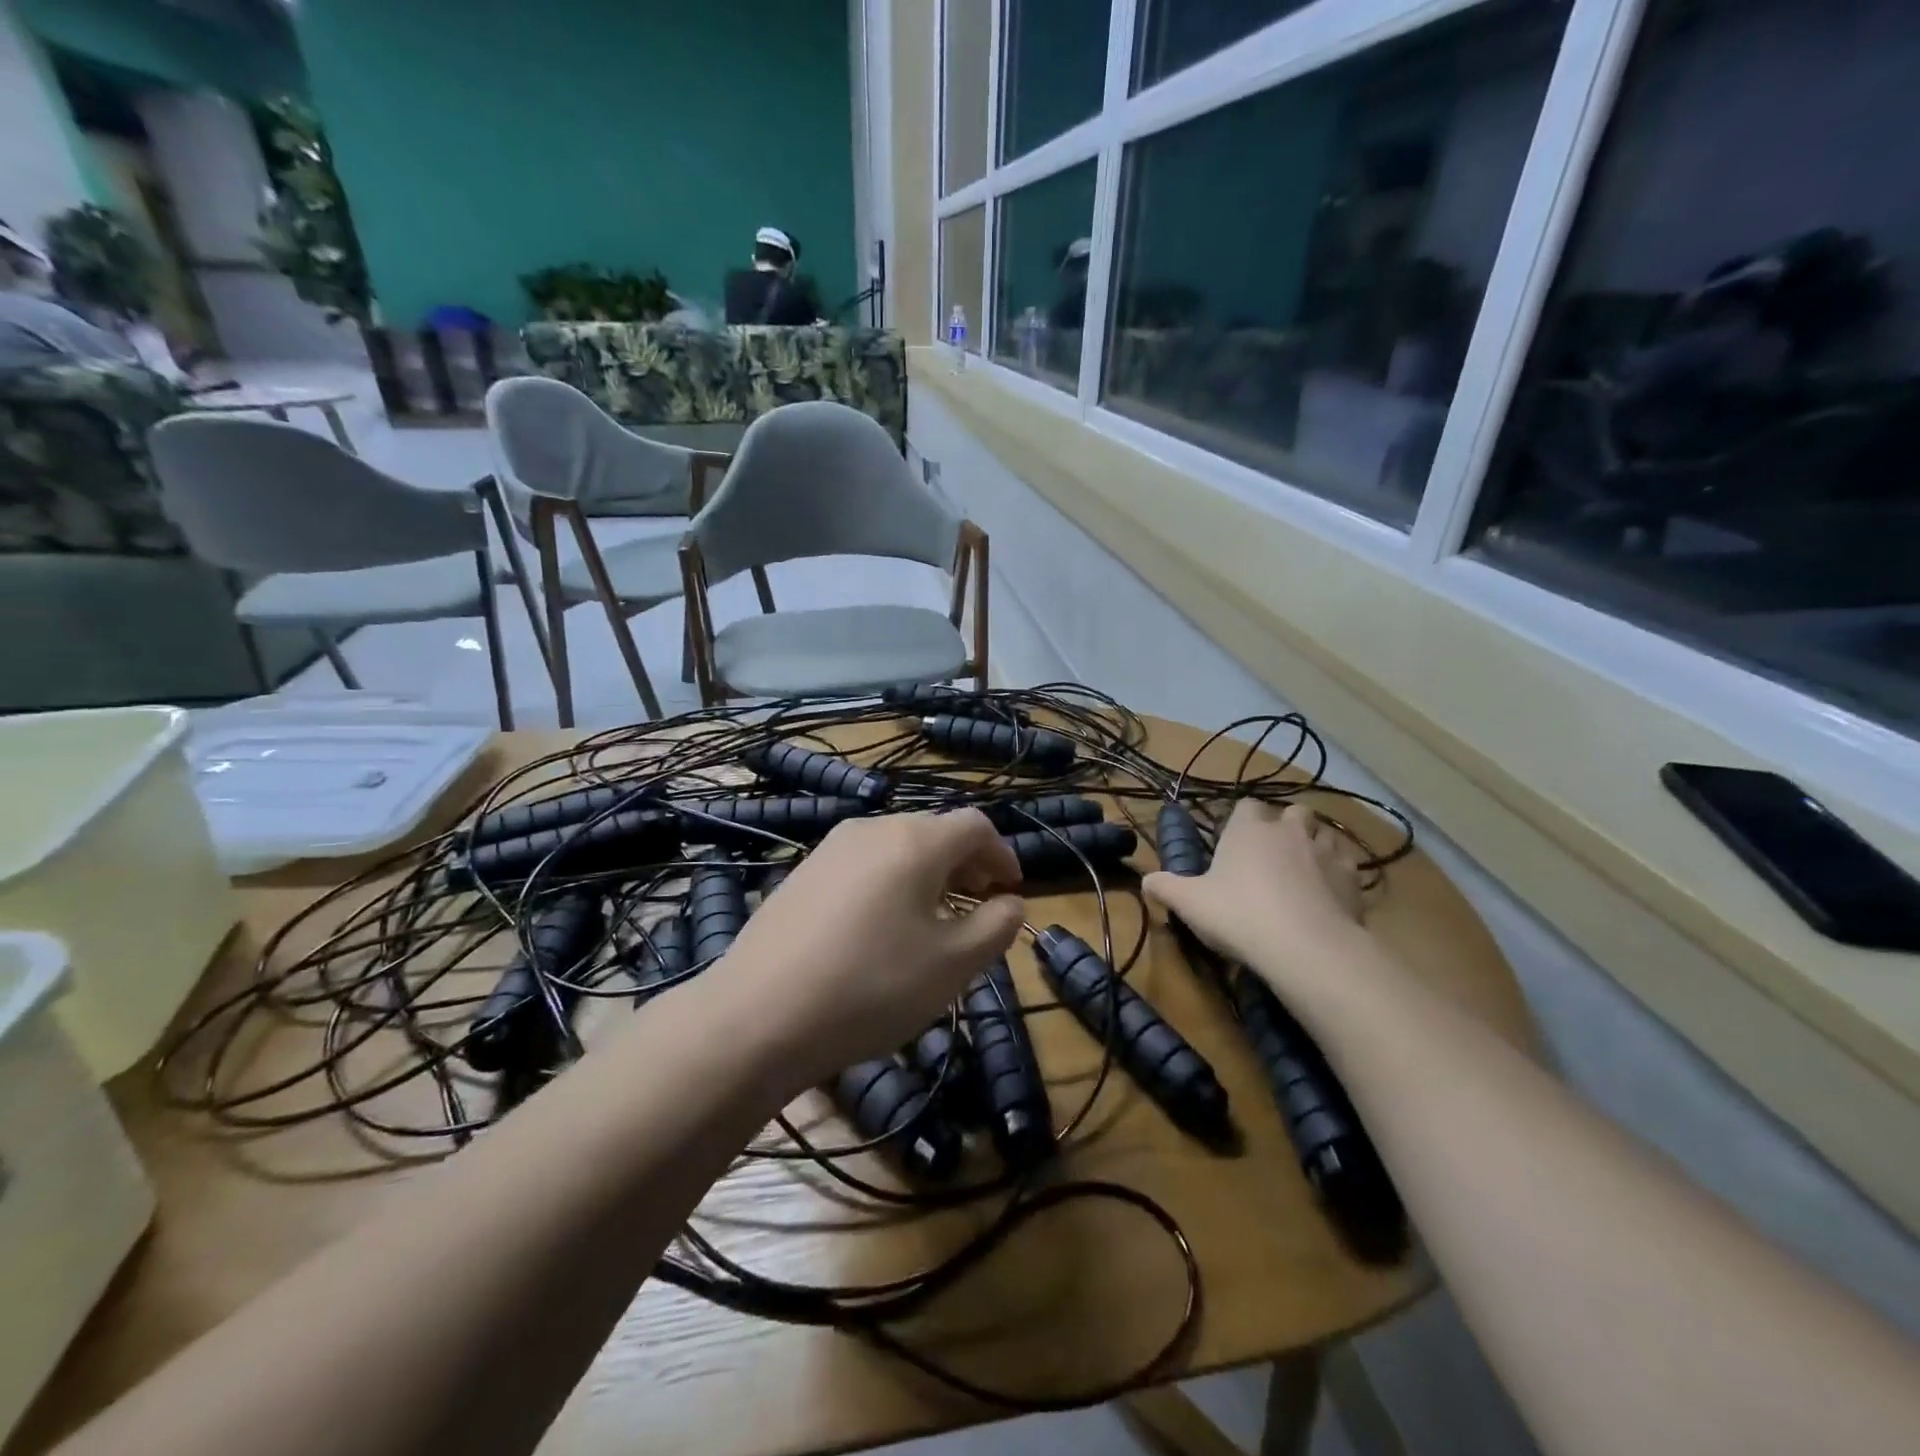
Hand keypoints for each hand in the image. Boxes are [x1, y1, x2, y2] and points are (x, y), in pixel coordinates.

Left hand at [709, 810, 1024, 1092]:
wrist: (758, 1014)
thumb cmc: (871, 986)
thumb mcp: (952, 965)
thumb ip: (995, 927)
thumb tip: (1011, 902)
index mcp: (915, 841)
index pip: (975, 826)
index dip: (1002, 854)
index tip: (1012, 890)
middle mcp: (873, 829)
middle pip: (935, 832)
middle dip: (966, 865)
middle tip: (979, 907)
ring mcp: (831, 848)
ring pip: (897, 848)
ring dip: (928, 875)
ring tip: (934, 921)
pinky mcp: (802, 873)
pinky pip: (864, 865)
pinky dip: (891, 883)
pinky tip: (881, 929)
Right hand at [1143, 801, 1366, 978]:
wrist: (1306, 947)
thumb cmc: (1239, 915)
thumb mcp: (1190, 904)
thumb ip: (1165, 888)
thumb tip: (1145, 880)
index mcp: (1248, 828)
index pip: (1245, 806)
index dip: (1241, 820)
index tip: (1234, 842)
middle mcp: (1289, 830)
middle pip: (1291, 812)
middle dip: (1284, 827)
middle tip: (1271, 855)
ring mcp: (1326, 851)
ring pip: (1324, 834)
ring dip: (1314, 846)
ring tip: (1303, 872)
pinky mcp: (1354, 879)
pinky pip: (1347, 864)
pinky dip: (1338, 873)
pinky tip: (1328, 895)